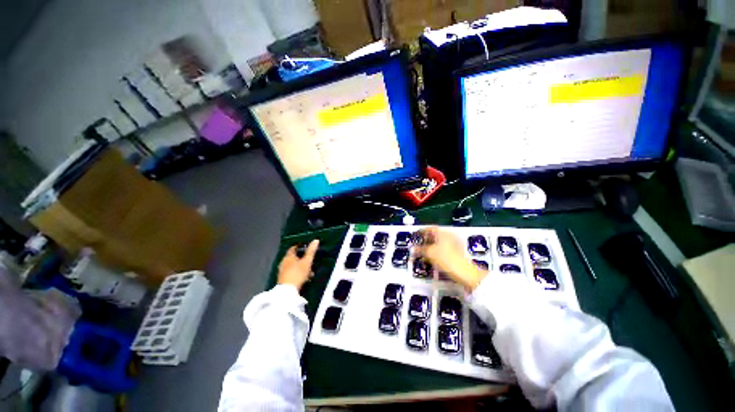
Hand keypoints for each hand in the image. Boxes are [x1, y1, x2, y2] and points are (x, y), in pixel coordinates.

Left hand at [278, 240, 318, 290]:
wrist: (287, 291)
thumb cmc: (298, 273)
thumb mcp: (307, 261)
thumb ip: (311, 251)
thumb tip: (316, 240)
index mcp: (288, 256)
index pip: (293, 248)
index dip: (299, 247)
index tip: (306, 247)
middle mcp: (284, 262)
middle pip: (294, 257)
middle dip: (302, 259)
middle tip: (310, 261)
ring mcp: (282, 271)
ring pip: (293, 266)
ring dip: (301, 267)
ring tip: (310, 272)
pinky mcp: (283, 279)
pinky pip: (292, 273)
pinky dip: (298, 273)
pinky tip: (304, 278)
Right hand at [414, 227, 486, 289]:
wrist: (464, 272)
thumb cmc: (446, 258)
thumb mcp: (429, 253)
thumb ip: (420, 249)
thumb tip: (413, 249)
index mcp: (442, 232)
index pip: (429, 228)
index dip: (421, 231)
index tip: (415, 234)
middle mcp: (448, 236)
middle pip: (434, 235)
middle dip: (425, 239)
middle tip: (417, 243)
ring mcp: (453, 244)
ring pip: (438, 243)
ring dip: (429, 246)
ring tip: (422, 251)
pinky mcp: (455, 253)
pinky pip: (442, 249)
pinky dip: (435, 251)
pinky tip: (430, 257)